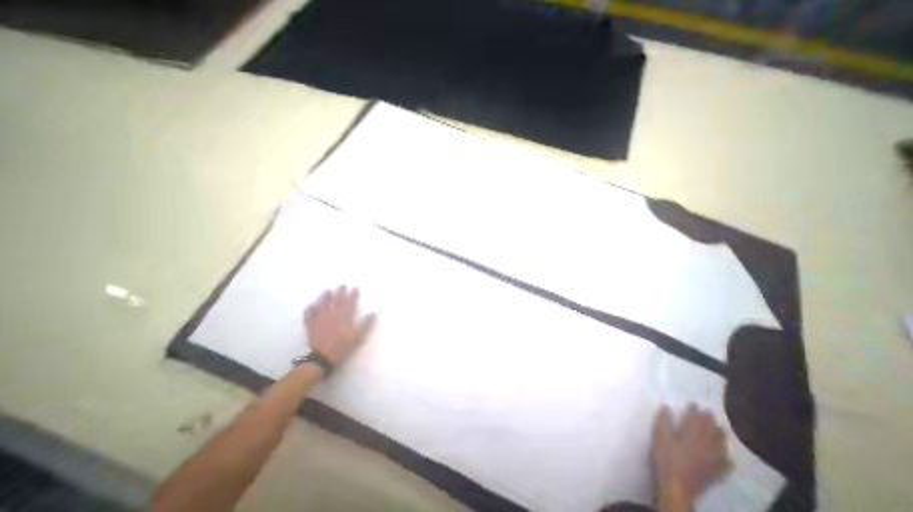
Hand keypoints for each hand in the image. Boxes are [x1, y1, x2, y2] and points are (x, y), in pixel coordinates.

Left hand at [305, 288, 376, 367]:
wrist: (322, 359)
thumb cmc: (342, 348)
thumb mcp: (358, 337)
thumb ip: (366, 324)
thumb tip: (374, 313)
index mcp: (344, 317)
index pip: (350, 303)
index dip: (353, 295)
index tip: (355, 288)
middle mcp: (332, 315)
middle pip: (336, 301)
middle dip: (340, 293)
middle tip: (342, 285)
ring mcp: (320, 320)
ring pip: (322, 305)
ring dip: (325, 297)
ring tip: (327, 291)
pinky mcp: (311, 326)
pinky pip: (309, 315)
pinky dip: (310, 309)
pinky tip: (311, 305)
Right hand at [653, 404, 732, 508]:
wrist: (676, 486)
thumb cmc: (665, 457)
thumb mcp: (659, 435)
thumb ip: (663, 420)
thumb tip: (667, 407)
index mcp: (690, 435)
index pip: (694, 419)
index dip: (694, 410)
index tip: (694, 403)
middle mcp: (705, 446)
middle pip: (710, 430)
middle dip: (709, 420)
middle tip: (709, 411)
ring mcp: (713, 460)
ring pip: (721, 445)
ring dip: (721, 435)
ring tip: (722, 428)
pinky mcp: (715, 473)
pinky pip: (726, 463)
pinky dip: (728, 456)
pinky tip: (729, 456)